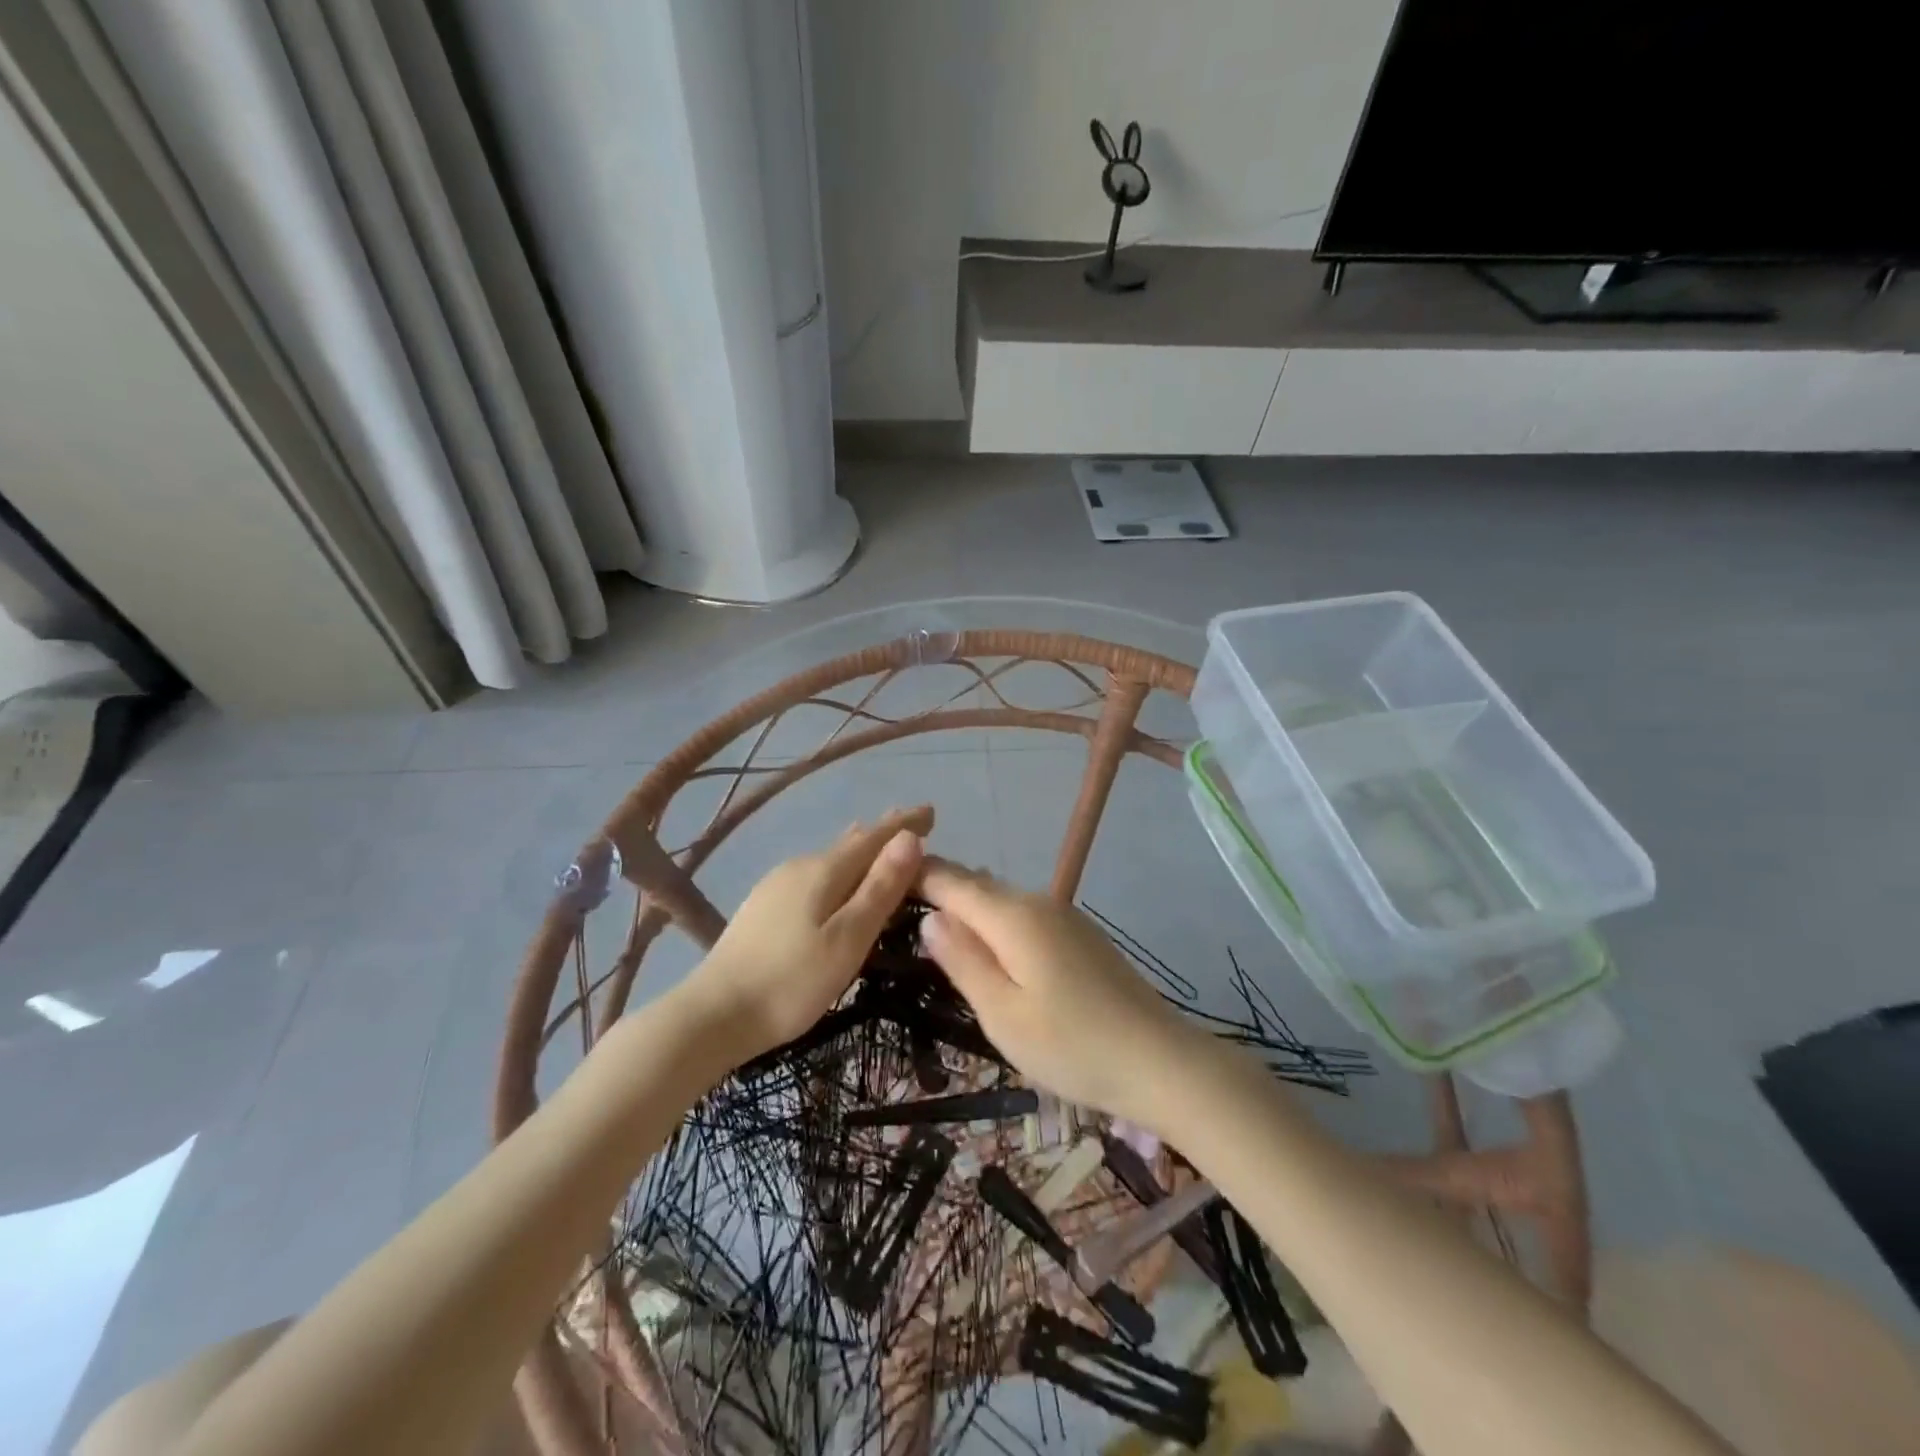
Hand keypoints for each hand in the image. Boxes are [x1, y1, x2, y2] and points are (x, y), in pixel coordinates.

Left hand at [689, 806, 932, 1063]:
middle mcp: (799, 867)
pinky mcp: (763, 907)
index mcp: (823, 871)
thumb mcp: (848, 939)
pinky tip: (839, 888)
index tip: (932, 811)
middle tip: (917, 833)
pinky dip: (840, 875)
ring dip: (862, 856)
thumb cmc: (790, 983)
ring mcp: (776, 886)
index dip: (904, 823)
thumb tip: (910, 837)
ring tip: (885, 857)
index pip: (874, 836)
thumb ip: (880, 888)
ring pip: (831, 861)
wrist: (712, 1016)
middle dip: (885, 837)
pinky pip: (815, 877)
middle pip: (851, 844)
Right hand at [915, 858, 1206, 1130]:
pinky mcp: (1080, 936)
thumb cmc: (1072, 1046)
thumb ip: (963, 961)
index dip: (915, 875)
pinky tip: (989, 948)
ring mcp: (1064, 916)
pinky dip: (996, 923)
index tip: (880, 880)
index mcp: (1013, 916)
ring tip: (934, 927)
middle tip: (897, 908)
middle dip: (939, 889)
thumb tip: (930, 919)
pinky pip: (1024, 916)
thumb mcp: (1003, 1014)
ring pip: (1001, 900)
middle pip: (977, 885)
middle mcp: (1038, 902)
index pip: (951, 880)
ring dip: (968, 907)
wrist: (1161, 1061)